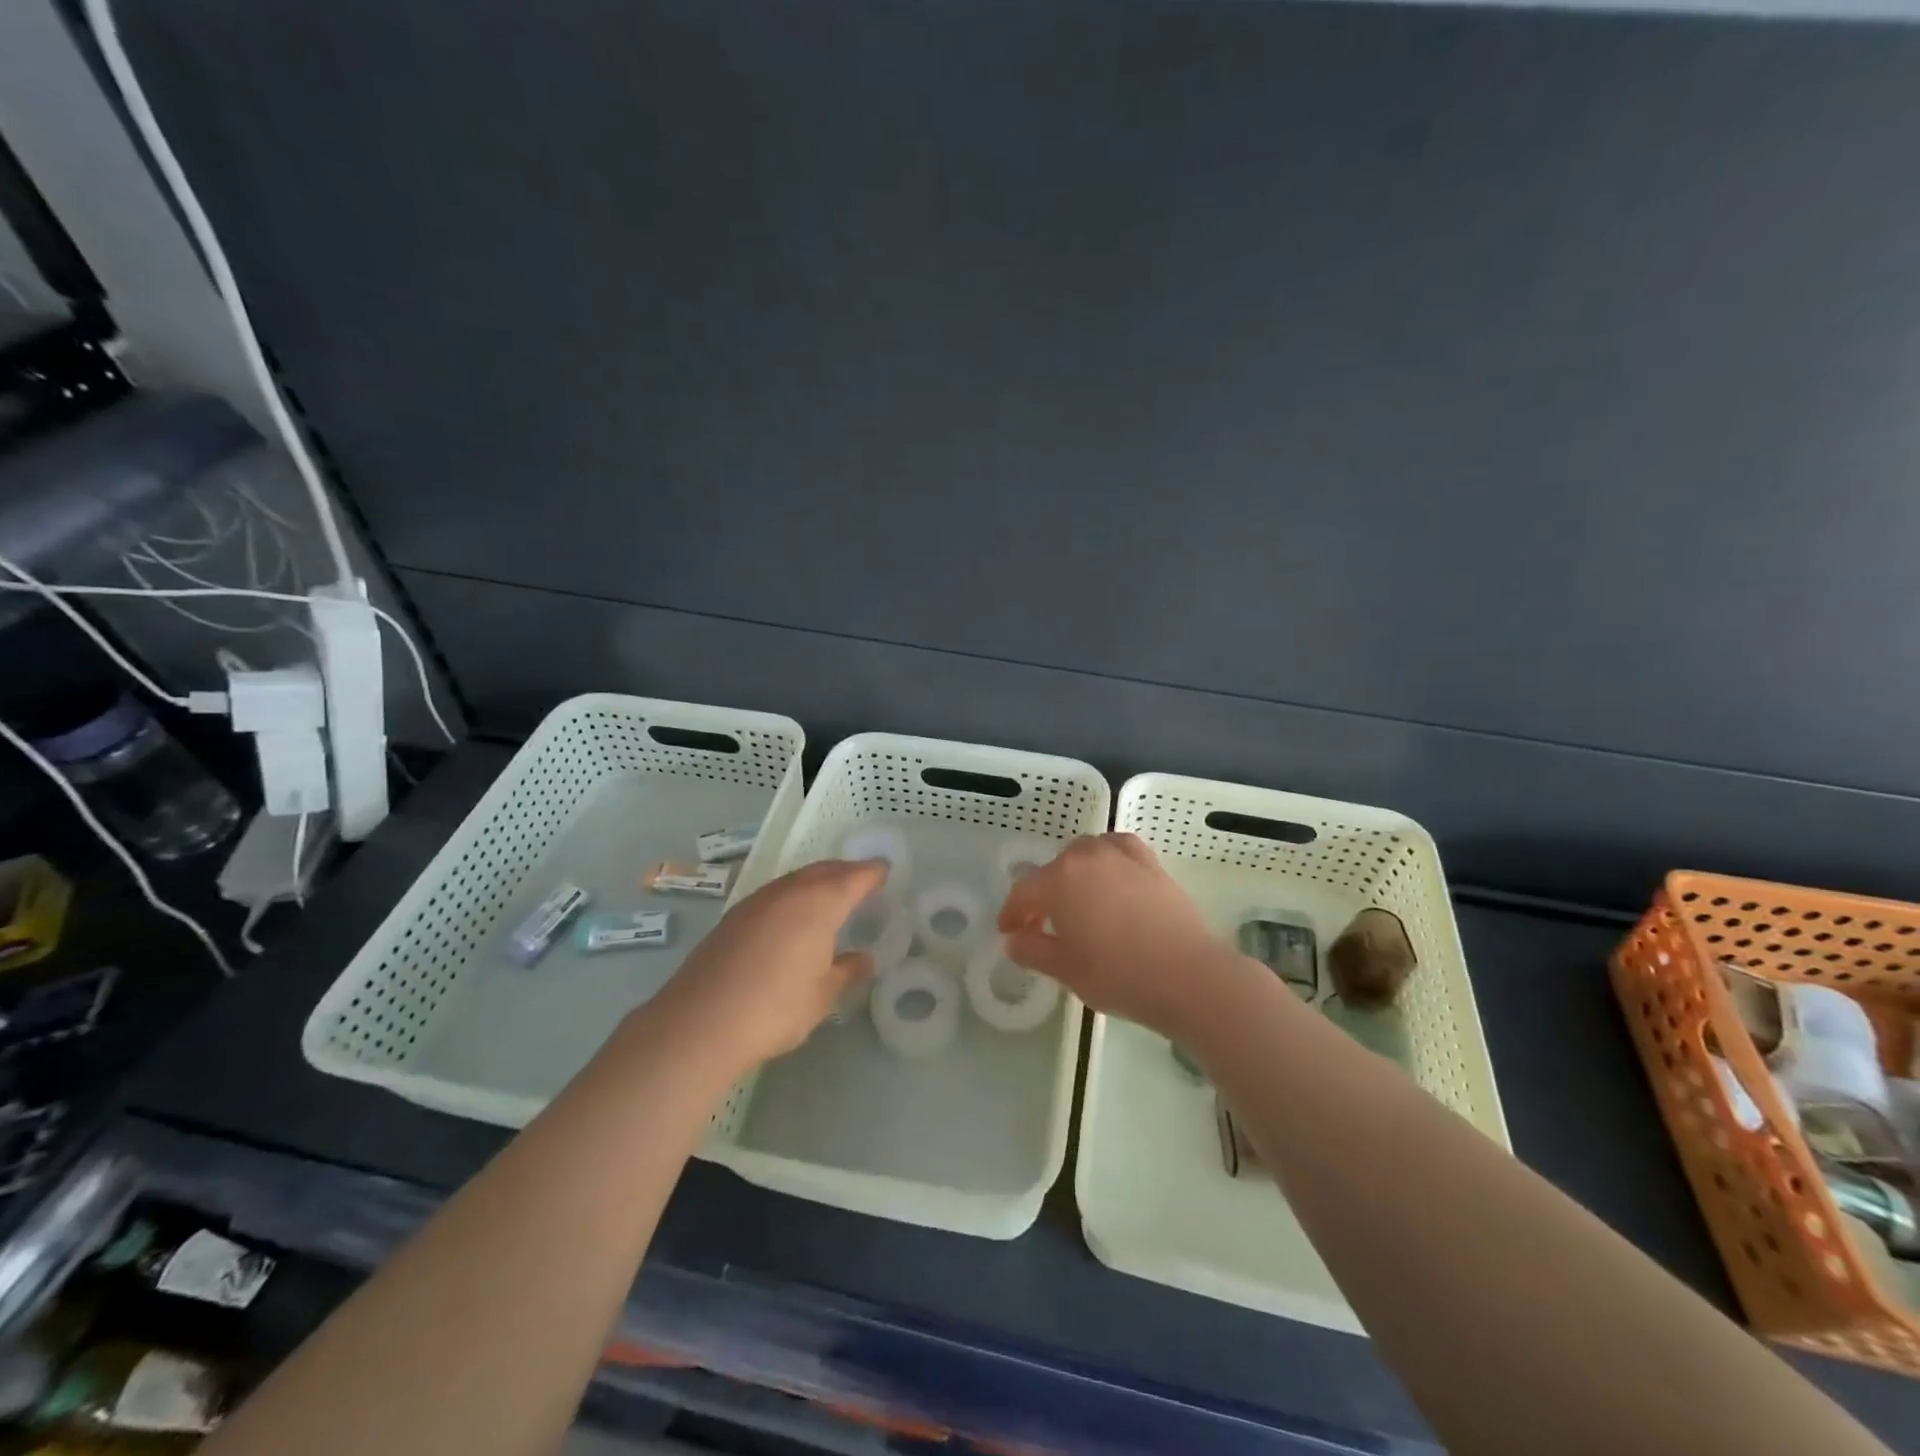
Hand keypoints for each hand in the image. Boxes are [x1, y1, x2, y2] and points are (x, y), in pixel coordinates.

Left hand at [649, 859, 886, 1071]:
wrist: (701, 1022)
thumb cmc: (775, 1007)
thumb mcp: (822, 996)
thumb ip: (846, 971)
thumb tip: (863, 960)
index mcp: (819, 903)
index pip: (854, 877)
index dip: (873, 872)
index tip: (885, 871)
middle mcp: (789, 892)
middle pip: (823, 870)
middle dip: (845, 872)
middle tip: (862, 881)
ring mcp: (757, 901)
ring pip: (795, 880)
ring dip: (816, 882)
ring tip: (830, 898)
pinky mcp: (733, 917)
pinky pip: (775, 894)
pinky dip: (792, 896)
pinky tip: (792, 918)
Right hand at [998, 833, 1240, 1039]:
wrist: (1189, 976)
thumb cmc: (1119, 975)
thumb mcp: (1066, 970)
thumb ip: (1033, 950)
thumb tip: (1013, 940)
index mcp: (1060, 879)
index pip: (1025, 890)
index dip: (1011, 912)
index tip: (1008, 932)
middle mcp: (1089, 857)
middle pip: (1055, 868)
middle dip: (1044, 892)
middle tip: (1042, 923)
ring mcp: (1123, 856)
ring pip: (1087, 853)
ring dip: (1075, 873)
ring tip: (1077, 899)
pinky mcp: (1152, 864)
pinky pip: (1119, 850)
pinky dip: (1108, 859)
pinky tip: (1112, 878)